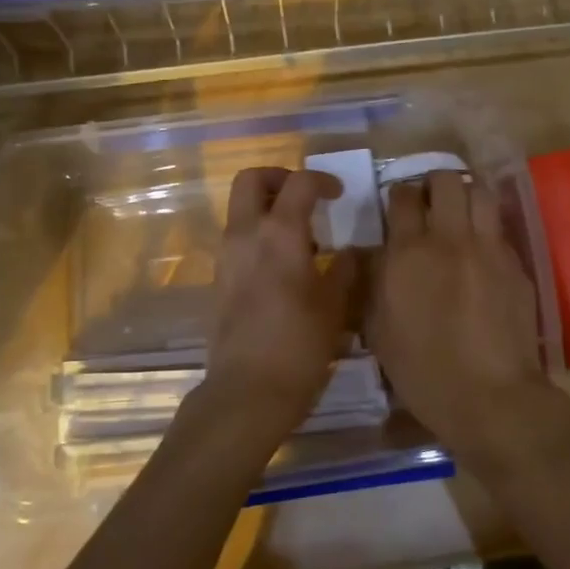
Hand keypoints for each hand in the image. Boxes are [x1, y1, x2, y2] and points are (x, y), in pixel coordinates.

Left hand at [201, 167, 354, 443]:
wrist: (246, 391)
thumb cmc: (299, 346)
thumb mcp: (335, 307)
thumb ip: (345, 270)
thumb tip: (350, 252)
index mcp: (280, 234)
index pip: (298, 183)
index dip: (321, 180)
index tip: (339, 193)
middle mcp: (246, 235)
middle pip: (251, 180)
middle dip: (278, 177)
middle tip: (305, 196)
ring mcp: (227, 256)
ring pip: (240, 209)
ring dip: (267, 207)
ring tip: (300, 237)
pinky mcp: (219, 279)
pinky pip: (237, 238)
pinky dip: (258, 234)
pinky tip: (283, 266)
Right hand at [366, 171, 548, 459]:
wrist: (489, 395)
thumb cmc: (423, 371)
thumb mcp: (379, 329)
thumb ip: (374, 282)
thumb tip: (376, 255)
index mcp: (408, 252)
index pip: (403, 196)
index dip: (400, 195)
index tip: (400, 207)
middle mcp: (449, 238)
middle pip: (446, 179)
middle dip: (435, 183)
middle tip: (431, 203)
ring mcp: (488, 247)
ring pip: (480, 192)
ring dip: (467, 195)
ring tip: (460, 214)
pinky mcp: (515, 263)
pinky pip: (499, 227)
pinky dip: (487, 227)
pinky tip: (482, 249)